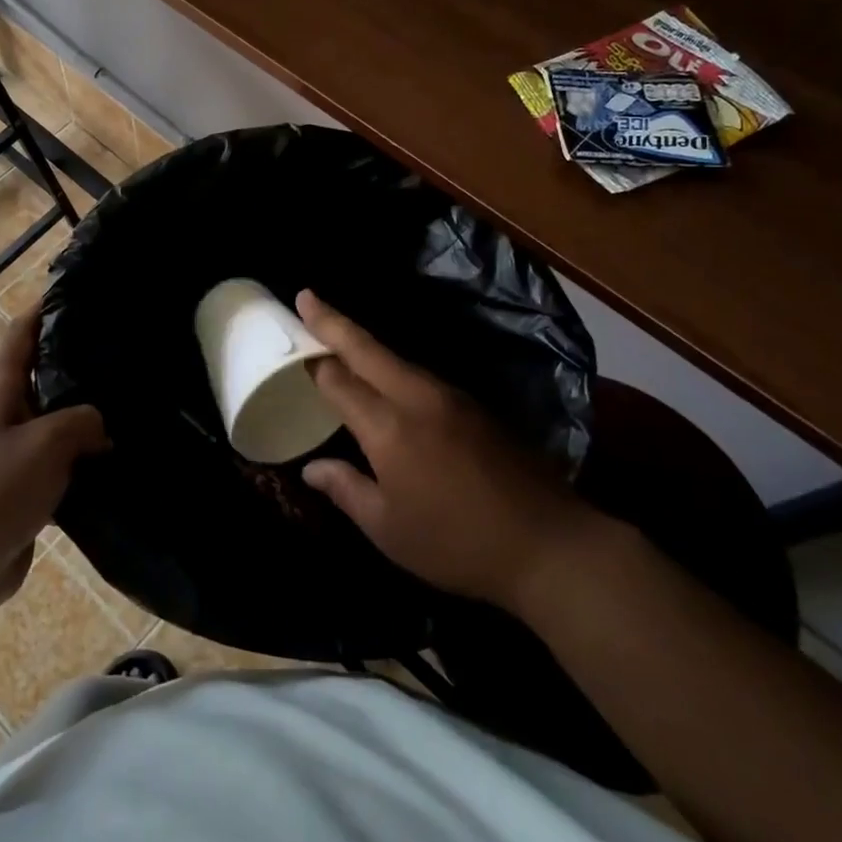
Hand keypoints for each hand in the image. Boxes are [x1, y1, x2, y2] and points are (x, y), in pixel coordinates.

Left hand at [0, 311, 108, 607]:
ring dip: (85, 420)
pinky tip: (116, 465)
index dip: (38, 313)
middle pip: (41, 381)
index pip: (19, 341)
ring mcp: (12, 460)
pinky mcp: (23, 496)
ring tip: (129, 408)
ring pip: (55, 428)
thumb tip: (100, 426)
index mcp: (0, 396)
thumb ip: (82, 421)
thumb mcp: (46, 442)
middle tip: (118, 354)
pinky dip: (84, 463)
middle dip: (73, 366)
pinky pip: (59, 469)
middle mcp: (4, 421)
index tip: (67, 293)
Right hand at [297, 291, 592, 609]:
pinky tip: (384, 376)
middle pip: (367, 349)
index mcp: (389, 427)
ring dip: (364, 344)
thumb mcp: (388, 529)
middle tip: (307, 297)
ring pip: (396, 359)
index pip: (339, 380)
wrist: (549, 544)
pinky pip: (419, 375)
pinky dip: (391, 366)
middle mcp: (417, 398)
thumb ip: (345, 489)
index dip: (312, 358)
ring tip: (338, 336)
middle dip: (333, 321)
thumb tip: (310, 467)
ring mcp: (451, 398)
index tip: (292, 333)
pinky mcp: (474, 407)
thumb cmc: (457, 543)